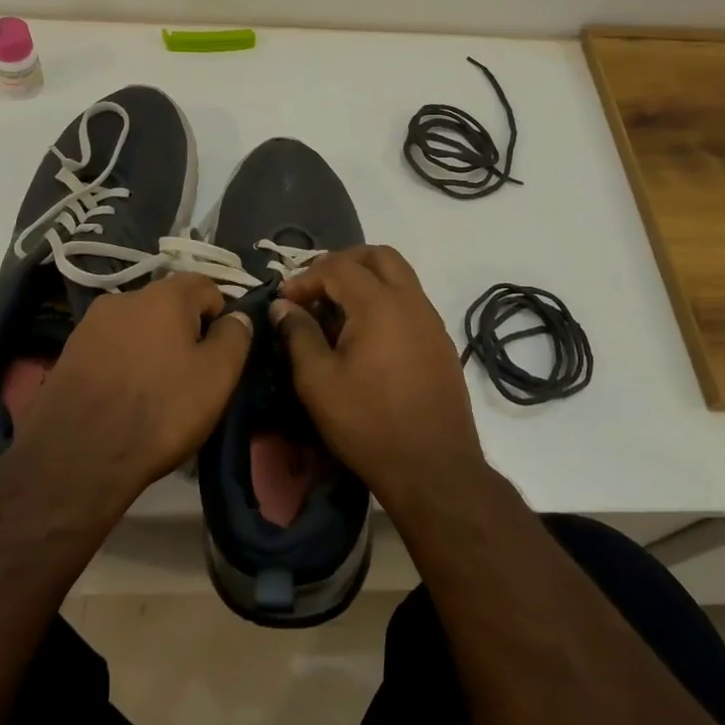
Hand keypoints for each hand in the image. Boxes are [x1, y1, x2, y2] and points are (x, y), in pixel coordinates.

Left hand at [17, 273, 251, 506]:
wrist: (76, 456)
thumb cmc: (160, 410)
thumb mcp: (217, 376)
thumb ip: (235, 337)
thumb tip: (237, 317)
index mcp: (165, 294)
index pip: (207, 287)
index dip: (221, 318)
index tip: (220, 356)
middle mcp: (125, 296)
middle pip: (170, 306)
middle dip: (185, 333)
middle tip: (191, 378)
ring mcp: (91, 324)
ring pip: (138, 328)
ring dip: (152, 349)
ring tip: (156, 392)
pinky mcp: (69, 352)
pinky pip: (111, 349)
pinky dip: (124, 365)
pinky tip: (125, 400)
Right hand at [270, 245, 486, 513]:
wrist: (434, 469)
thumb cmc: (368, 424)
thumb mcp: (318, 382)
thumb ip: (298, 335)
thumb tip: (283, 306)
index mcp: (379, 304)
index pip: (338, 267)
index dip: (306, 277)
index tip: (285, 301)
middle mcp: (411, 301)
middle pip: (378, 256)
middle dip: (343, 263)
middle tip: (316, 288)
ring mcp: (432, 321)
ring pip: (399, 276)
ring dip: (367, 280)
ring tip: (337, 312)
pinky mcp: (441, 343)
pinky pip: (411, 302)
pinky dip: (385, 301)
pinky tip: (366, 337)